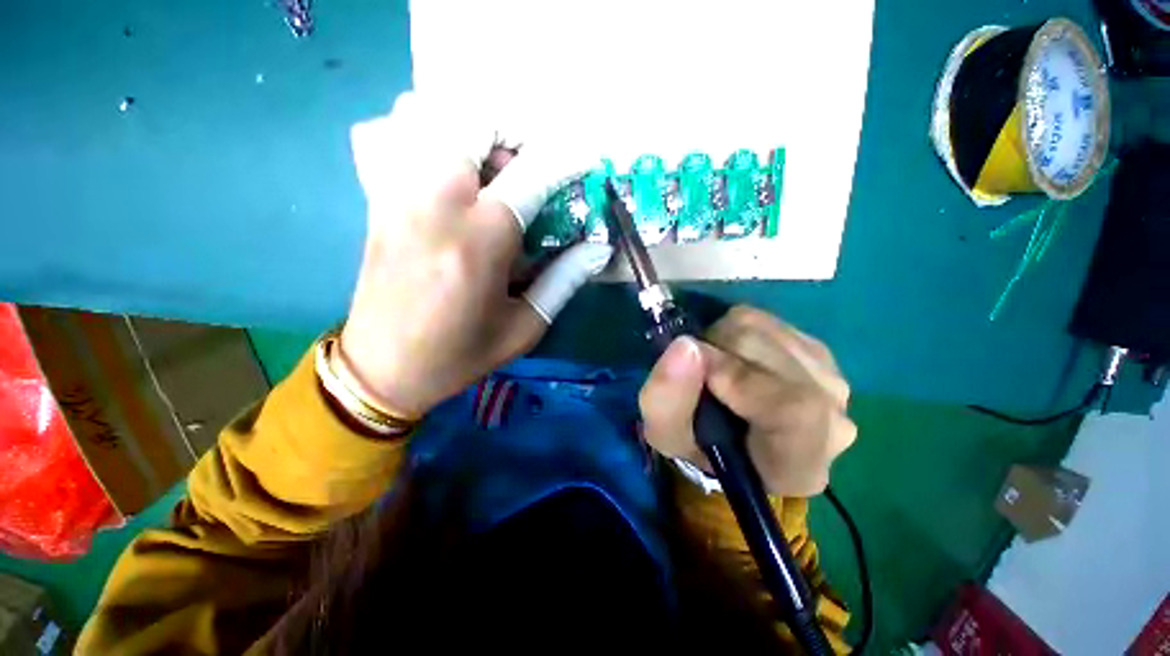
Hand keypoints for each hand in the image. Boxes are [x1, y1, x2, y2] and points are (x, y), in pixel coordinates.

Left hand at [339, 93, 612, 418]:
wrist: (385, 369)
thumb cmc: (462, 354)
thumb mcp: (525, 328)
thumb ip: (564, 281)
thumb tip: (598, 248)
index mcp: (480, 241)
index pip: (532, 174)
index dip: (566, 158)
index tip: (585, 158)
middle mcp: (435, 204)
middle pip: (473, 120)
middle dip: (514, 132)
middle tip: (531, 168)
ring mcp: (396, 196)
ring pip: (425, 115)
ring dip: (469, 130)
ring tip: (489, 167)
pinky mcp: (375, 202)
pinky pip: (383, 137)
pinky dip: (416, 133)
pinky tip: (438, 167)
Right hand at [639, 306, 855, 496]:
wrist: (732, 437)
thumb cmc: (699, 445)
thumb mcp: (665, 434)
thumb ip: (666, 399)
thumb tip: (686, 345)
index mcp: (797, 464)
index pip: (795, 410)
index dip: (738, 377)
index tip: (697, 366)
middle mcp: (832, 421)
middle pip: (771, 354)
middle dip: (717, 350)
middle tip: (698, 371)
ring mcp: (832, 381)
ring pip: (767, 330)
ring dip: (724, 338)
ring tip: (716, 365)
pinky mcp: (820, 352)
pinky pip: (769, 321)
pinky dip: (738, 331)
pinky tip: (735, 357)